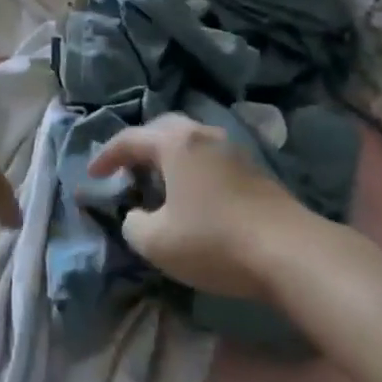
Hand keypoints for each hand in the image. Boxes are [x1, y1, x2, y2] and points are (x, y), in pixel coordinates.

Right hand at [87, 114, 300, 301]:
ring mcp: (233, 149)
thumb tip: (136, 216)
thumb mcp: (158, 243)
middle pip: (162, 129)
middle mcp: (203, 135)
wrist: (290, 251)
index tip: (92, 175)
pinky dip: (192, 169)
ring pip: (190, 142)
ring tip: (159, 182)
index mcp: (175, 143)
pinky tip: (193, 195)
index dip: (106, 156)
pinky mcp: (255, 170)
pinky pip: (210, 158)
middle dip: (140, 147)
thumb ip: (134, 225)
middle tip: (127, 169)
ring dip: (169, 158)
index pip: (129, 139)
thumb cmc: (214, 240)